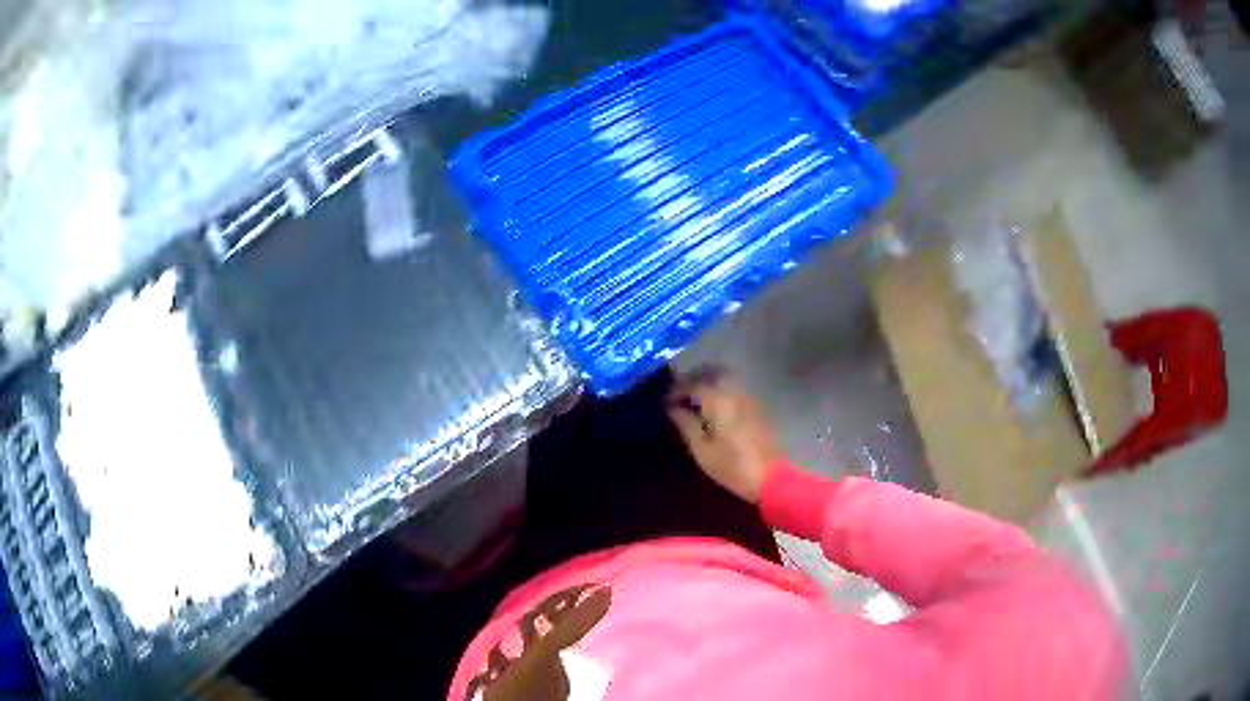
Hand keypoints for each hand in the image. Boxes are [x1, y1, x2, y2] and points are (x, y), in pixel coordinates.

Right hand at [667, 368, 786, 503]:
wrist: (771, 477)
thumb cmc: (732, 466)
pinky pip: (735, 387)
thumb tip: (672, 409)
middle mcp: (734, 391)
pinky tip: (714, 407)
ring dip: (708, 382)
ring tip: (694, 399)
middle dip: (693, 379)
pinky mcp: (757, 406)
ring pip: (725, 377)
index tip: (665, 402)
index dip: (676, 391)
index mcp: (718, 400)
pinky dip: (721, 389)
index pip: (692, 384)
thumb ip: (686, 424)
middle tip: (679, 394)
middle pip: (711, 372)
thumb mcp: (702, 450)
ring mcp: (748, 397)